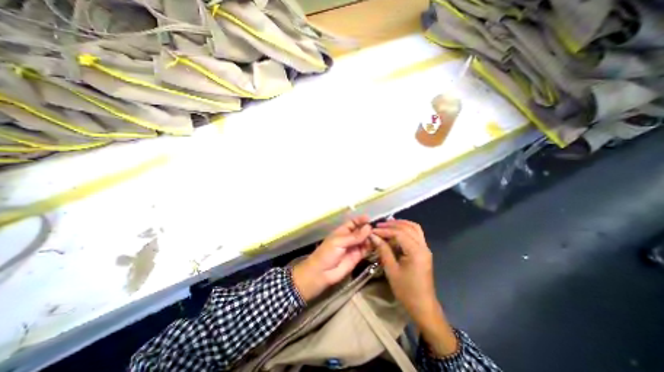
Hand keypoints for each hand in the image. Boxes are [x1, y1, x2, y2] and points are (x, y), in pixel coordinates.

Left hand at [294, 215, 372, 301]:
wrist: (322, 273)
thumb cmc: (327, 253)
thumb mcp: (339, 242)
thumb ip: (355, 236)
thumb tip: (369, 227)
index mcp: (343, 231)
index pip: (353, 223)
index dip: (361, 220)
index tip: (370, 218)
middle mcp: (350, 238)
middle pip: (361, 231)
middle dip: (368, 229)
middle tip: (378, 229)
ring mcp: (354, 247)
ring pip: (365, 240)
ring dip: (371, 238)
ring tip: (380, 236)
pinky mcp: (358, 257)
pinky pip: (367, 250)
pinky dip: (372, 247)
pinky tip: (378, 244)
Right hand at [371, 220, 460, 356]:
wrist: (423, 306)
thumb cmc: (406, 290)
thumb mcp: (391, 270)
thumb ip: (383, 250)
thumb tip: (373, 236)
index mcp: (416, 252)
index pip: (399, 233)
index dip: (385, 230)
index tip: (372, 231)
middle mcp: (423, 247)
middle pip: (408, 227)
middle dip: (392, 224)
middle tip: (378, 225)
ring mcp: (425, 248)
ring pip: (414, 228)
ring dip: (401, 224)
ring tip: (387, 225)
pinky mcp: (424, 251)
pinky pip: (416, 234)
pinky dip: (406, 229)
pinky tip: (396, 231)